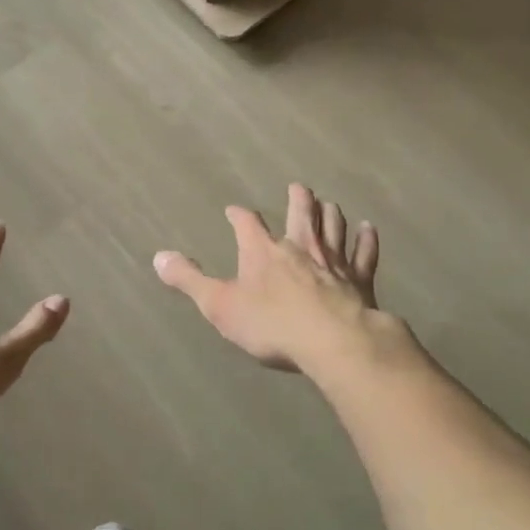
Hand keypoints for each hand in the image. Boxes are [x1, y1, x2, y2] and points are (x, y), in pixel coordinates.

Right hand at [154, 183, 381, 373]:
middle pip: (300, 213)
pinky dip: (367, 240)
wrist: (333, 341)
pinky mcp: (359, 279)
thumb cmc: (271, 325)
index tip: (234, 210)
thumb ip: (189, 280)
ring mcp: (332, 261)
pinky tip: (370, 229)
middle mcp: (299, 246)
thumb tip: (159, 256)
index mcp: (263, 252)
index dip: (239, 216)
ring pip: (333, 226)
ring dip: (330, 214)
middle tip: (298, 188)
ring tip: (329, 204)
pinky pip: (364, 253)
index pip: (247, 223)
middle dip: (298, 199)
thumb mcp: (219, 306)